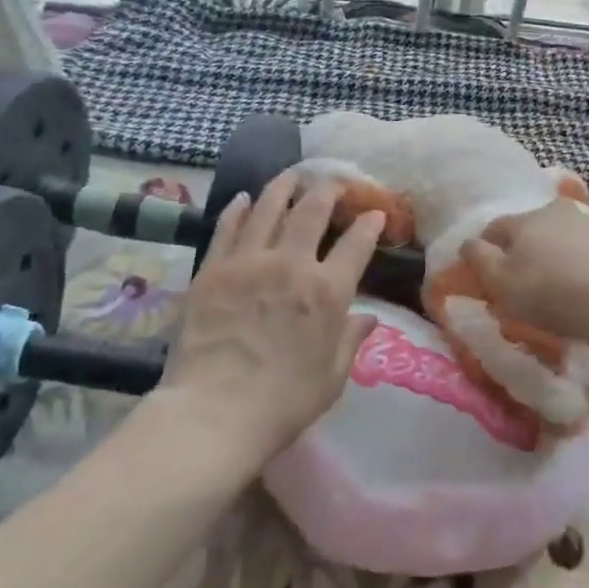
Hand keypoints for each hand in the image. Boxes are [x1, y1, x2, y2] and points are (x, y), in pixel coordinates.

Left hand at [162, 172, 384, 462]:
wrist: (214, 413)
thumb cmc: (283, 403)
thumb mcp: (331, 378)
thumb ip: (351, 341)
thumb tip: (369, 318)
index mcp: (328, 292)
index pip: (356, 245)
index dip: (369, 225)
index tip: (375, 214)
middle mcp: (292, 265)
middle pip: (312, 211)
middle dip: (328, 190)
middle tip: (334, 182)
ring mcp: (248, 262)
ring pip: (268, 208)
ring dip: (284, 186)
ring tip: (293, 174)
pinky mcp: (212, 269)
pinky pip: (228, 228)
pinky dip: (238, 209)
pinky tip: (244, 198)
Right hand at [460, 199, 588, 344]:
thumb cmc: (549, 291)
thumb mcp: (500, 282)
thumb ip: (479, 259)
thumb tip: (467, 242)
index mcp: (524, 218)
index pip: (495, 228)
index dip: (485, 248)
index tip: (484, 272)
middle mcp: (556, 211)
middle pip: (529, 230)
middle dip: (521, 252)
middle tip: (519, 283)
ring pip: (559, 239)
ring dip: (551, 258)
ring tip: (552, 290)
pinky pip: (584, 253)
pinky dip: (577, 267)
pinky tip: (579, 290)